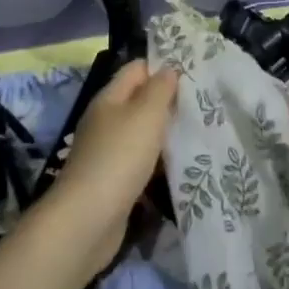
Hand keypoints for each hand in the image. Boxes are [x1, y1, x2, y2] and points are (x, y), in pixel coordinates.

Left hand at [49, 60, 179, 268]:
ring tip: (197, 133)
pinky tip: (179, 166)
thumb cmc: (119, 158)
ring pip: (141, 133)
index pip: (137, 69)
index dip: (162, 67)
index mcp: (109, 98)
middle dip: (167, 102)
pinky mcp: (113, 181)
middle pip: (139, 101)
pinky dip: (157, 162)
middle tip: (201, 105)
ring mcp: (107, 152)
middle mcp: (106, 120)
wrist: (87, 221)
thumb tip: (168, 69)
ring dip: (164, 134)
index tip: (193, 74)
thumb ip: (159, 89)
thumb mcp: (145, 115)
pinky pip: (140, 161)